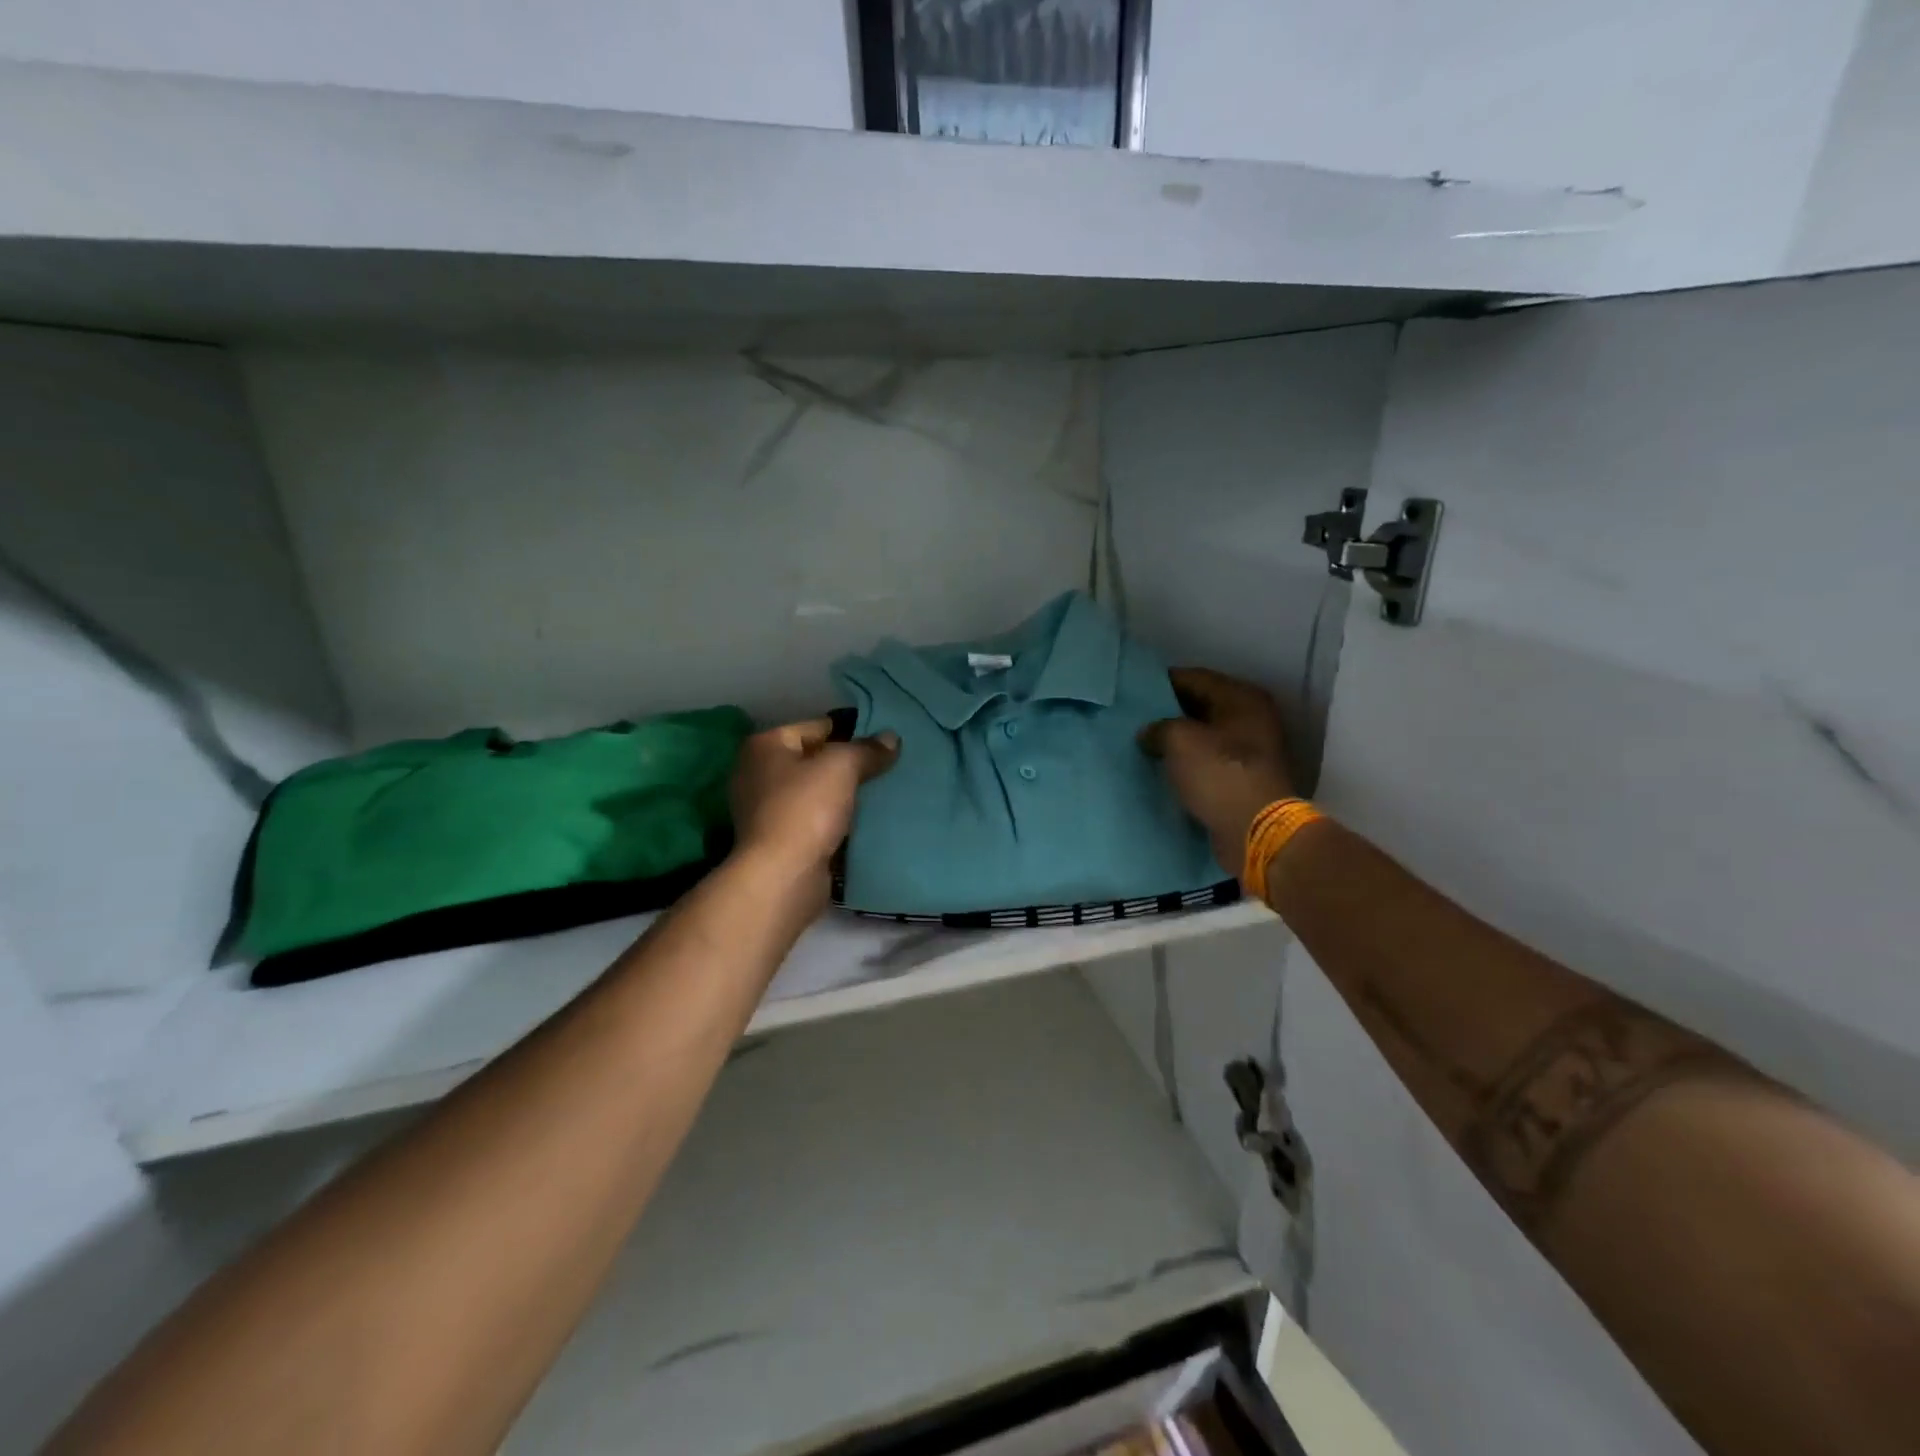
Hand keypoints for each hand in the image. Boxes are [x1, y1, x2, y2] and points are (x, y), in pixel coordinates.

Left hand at [729, 718, 899, 890]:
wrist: (783, 877)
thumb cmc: (805, 809)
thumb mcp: (842, 767)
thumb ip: (868, 749)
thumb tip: (892, 739)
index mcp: (764, 746)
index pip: (817, 727)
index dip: (852, 732)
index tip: (883, 744)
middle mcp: (757, 773)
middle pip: (815, 760)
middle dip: (849, 766)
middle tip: (886, 770)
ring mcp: (765, 810)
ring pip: (817, 792)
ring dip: (844, 796)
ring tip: (881, 795)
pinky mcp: (778, 840)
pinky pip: (815, 820)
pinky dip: (836, 821)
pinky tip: (864, 823)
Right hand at [1139, 668, 1296, 873]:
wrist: (1256, 831)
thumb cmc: (1219, 774)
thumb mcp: (1179, 740)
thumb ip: (1158, 727)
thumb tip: (1149, 733)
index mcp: (1242, 698)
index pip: (1194, 677)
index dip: (1162, 683)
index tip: (1134, 692)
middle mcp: (1251, 717)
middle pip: (1201, 706)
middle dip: (1169, 712)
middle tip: (1135, 719)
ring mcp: (1251, 749)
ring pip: (1204, 735)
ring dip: (1178, 740)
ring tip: (1145, 744)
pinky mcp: (1244, 778)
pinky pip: (1209, 761)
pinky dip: (1188, 762)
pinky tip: (1164, 768)